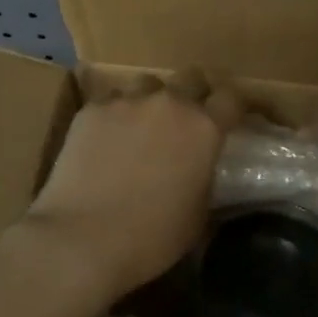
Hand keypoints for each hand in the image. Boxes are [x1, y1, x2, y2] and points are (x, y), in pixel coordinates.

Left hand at [23, 69, 242, 298]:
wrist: (83, 239)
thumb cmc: (152, 237)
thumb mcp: (198, 213)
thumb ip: (204, 177)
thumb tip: (199, 167)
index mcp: (204, 128)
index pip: (231, 97)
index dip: (234, 106)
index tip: (231, 118)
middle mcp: (169, 103)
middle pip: (191, 78)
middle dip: (193, 94)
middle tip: (185, 121)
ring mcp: (126, 102)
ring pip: (146, 85)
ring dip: (151, 101)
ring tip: (140, 128)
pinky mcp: (91, 110)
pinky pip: (110, 102)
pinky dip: (115, 116)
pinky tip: (105, 142)